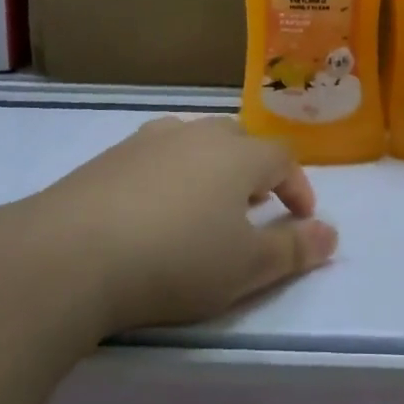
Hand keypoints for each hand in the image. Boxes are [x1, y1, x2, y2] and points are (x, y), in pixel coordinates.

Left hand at [23, 116, 337, 335]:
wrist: (72, 255)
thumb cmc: (176, 261)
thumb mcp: (246, 268)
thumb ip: (294, 250)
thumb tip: (331, 234)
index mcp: (237, 155)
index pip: (282, 156)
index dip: (298, 185)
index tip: (301, 218)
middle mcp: (194, 135)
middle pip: (237, 139)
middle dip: (253, 170)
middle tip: (253, 207)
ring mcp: (146, 142)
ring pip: (192, 141)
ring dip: (209, 168)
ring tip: (204, 205)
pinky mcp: (107, 158)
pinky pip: (152, 156)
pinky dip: (166, 176)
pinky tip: (152, 210)